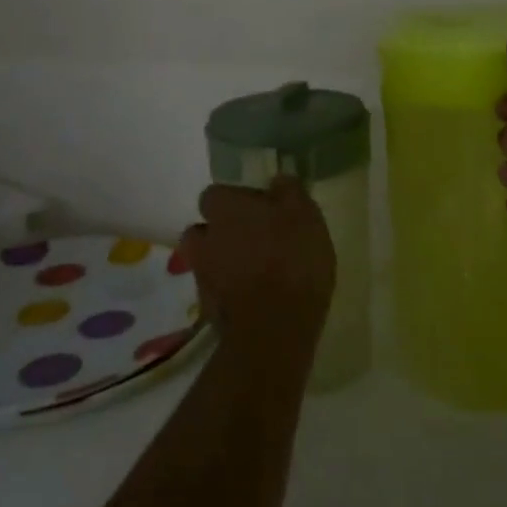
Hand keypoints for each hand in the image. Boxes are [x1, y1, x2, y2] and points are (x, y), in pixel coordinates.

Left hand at [178, 179, 335, 353]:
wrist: (274, 328)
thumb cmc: (292, 259)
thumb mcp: (304, 215)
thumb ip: (289, 191)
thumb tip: (277, 179)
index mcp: (224, 209)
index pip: (215, 193)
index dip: (235, 200)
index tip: (259, 208)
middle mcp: (204, 237)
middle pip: (205, 228)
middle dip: (223, 232)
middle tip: (255, 239)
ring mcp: (201, 275)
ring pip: (208, 260)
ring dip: (224, 262)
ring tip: (254, 271)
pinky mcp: (207, 310)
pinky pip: (216, 290)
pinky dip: (230, 291)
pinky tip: (255, 297)